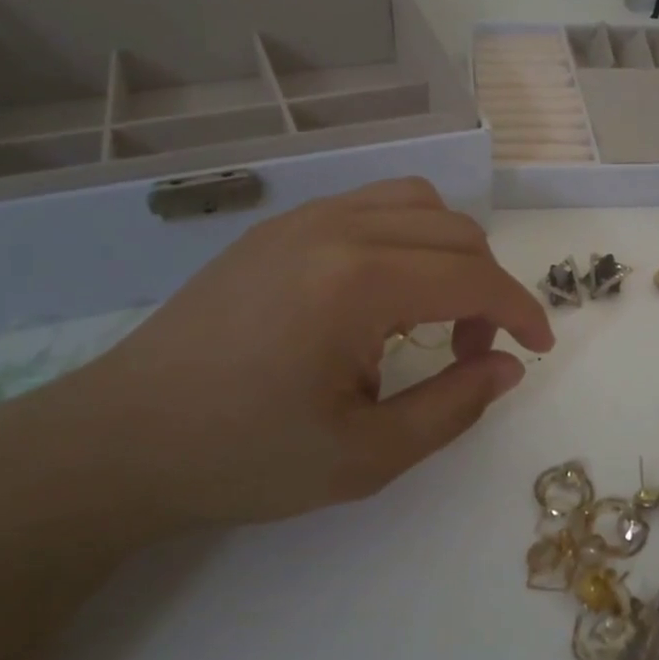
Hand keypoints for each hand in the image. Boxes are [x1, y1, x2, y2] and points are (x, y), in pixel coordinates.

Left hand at [49, 179, 553, 531]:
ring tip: (430, 314)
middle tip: (473, 351)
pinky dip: (405, 238)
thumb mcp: (364, 456)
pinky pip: (369, 206)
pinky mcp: (277, 226)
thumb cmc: (242, 457)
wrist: (120, 438)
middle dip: (487, 287)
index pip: (475, 276)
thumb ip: (452, 406)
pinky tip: (380, 295)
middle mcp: (337, 228)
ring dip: (448, 252)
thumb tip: (508, 366)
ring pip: (415, 203)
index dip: (521, 311)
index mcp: (358, 281)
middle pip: (455, 230)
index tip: (538, 349)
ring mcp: (302, 218)